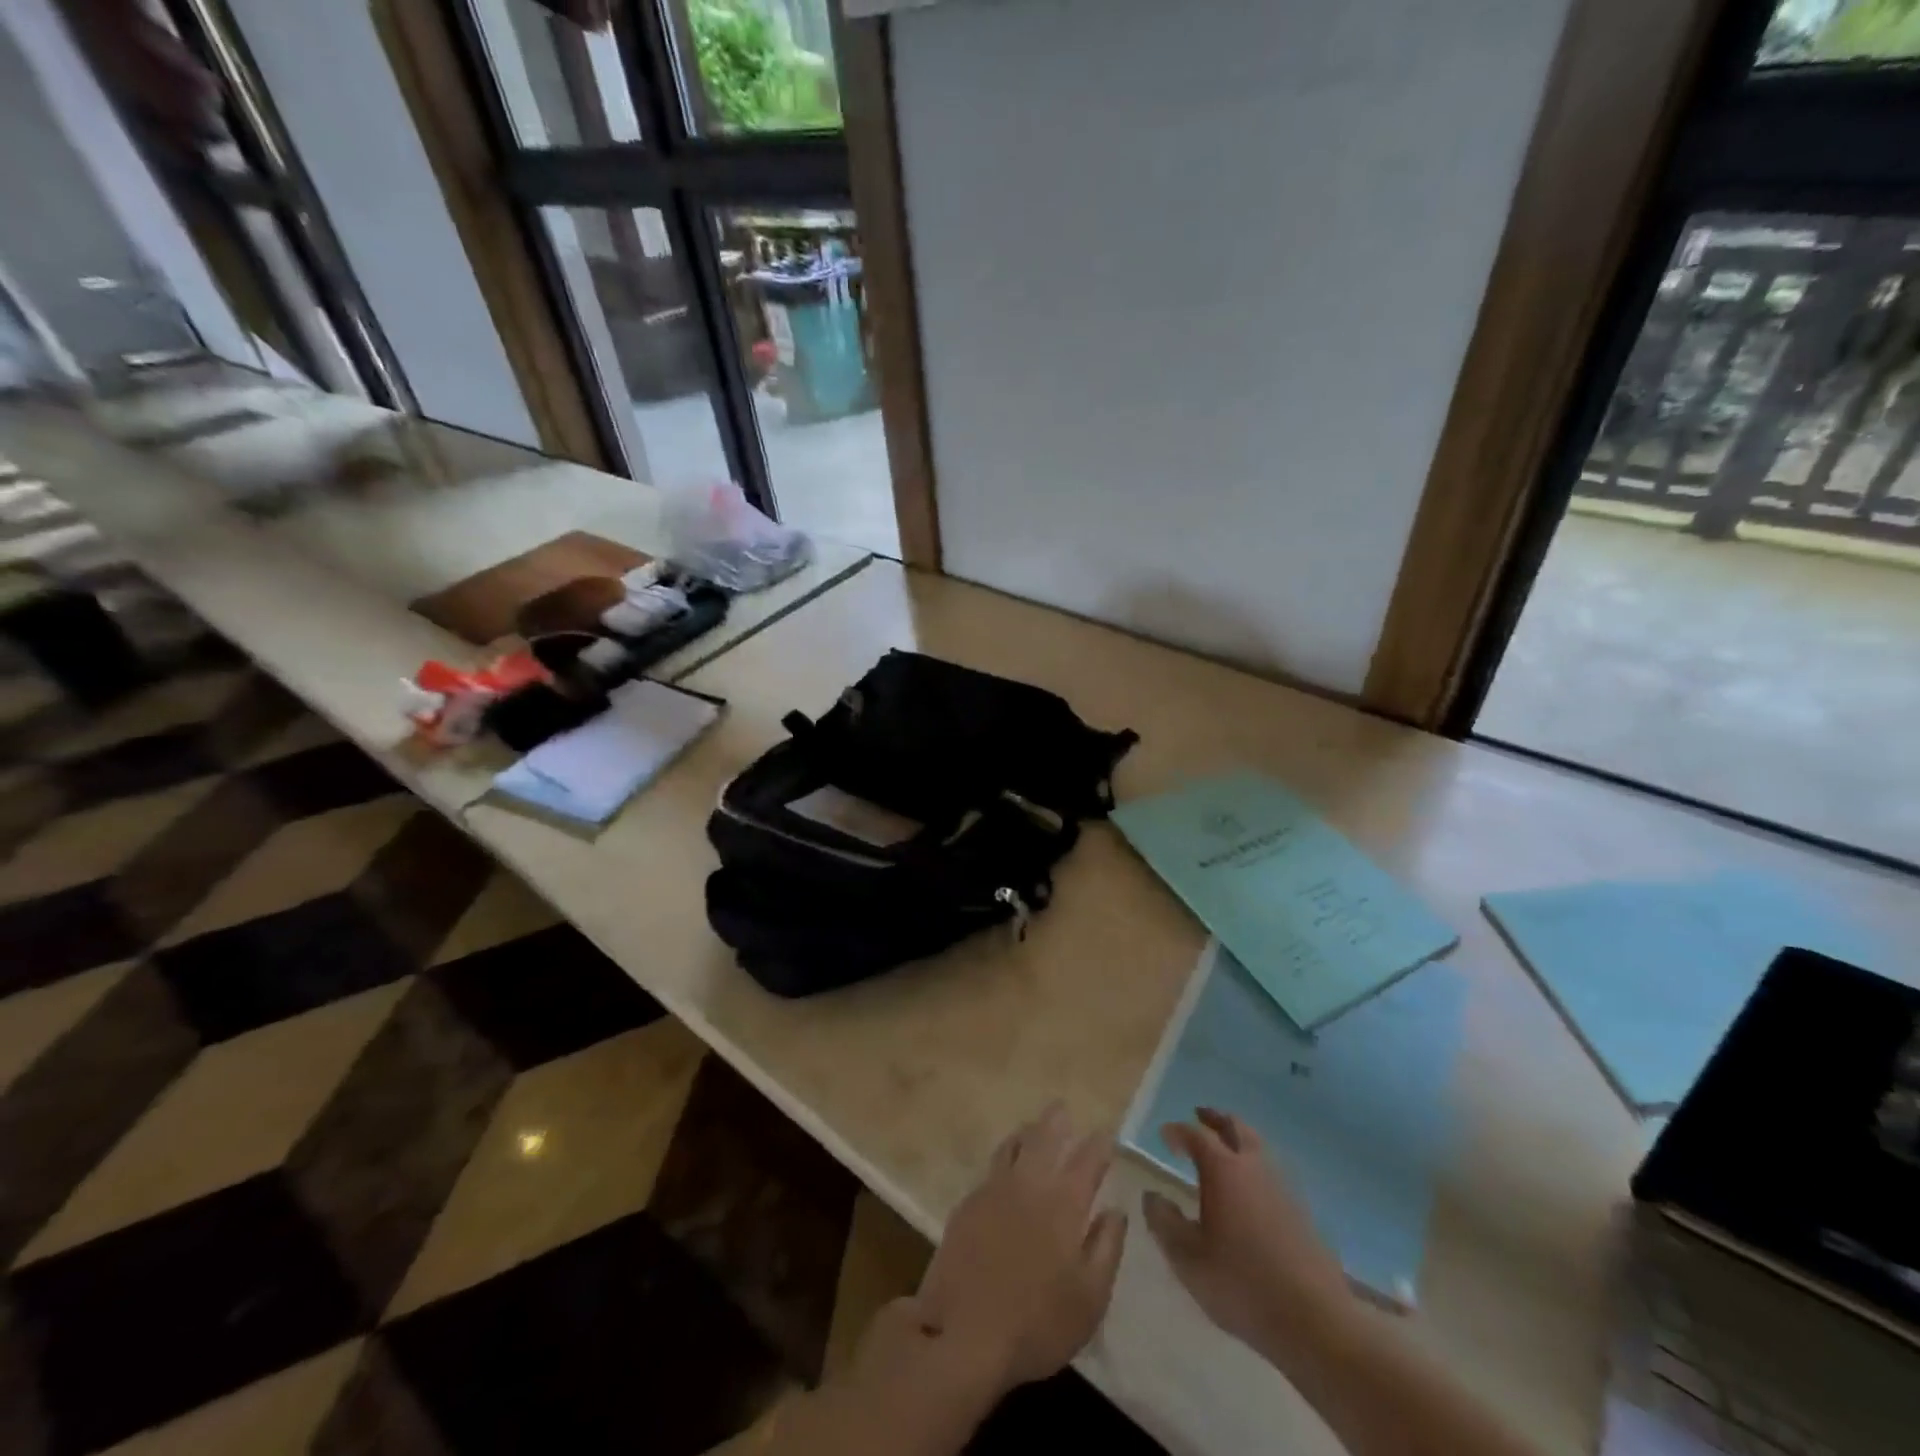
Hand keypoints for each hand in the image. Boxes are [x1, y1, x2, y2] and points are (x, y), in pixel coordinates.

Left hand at [913, 1103, 1127, 1390]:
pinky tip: (1004, 1167)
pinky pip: (991, 1168)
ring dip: (1026, 1132)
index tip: (1105, 1133)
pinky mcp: (967, 1204)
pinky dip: (1004, 1157)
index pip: (1086, 1161)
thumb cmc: (1037, 1322)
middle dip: (1056, 1121)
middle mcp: (1029, 1184)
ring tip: (1033, 1127)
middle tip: (1062, 1108)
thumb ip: (1106, 1248)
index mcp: (1064, 1203)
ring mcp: (993, 1189)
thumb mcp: (1090, 1298)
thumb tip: (1115, 1210)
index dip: (1098, 1145)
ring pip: (1012, 1145)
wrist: (963, 1331)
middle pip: (1044, 1138)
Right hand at [1142, 1108, 1349, 1357]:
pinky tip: (1250, 1188)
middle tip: (1200, 1114)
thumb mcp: (1187, 1258)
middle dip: (1215, 1118)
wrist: (1315, 1321)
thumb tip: (1152, 1196)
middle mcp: (1254, 1167)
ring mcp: (1283, 1188)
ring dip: (1239, 1139)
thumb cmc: (1241, 1283)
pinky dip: (1255, 1166)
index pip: (1196, 1136)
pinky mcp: (1302, 1212)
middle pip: (1235, 1127)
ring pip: (1258, 1147)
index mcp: (1223, 1170)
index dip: (1178, 1131)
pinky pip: (1272, 1172)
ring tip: (1225, 1148)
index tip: (1165, 1134)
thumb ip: (1164, 1222)